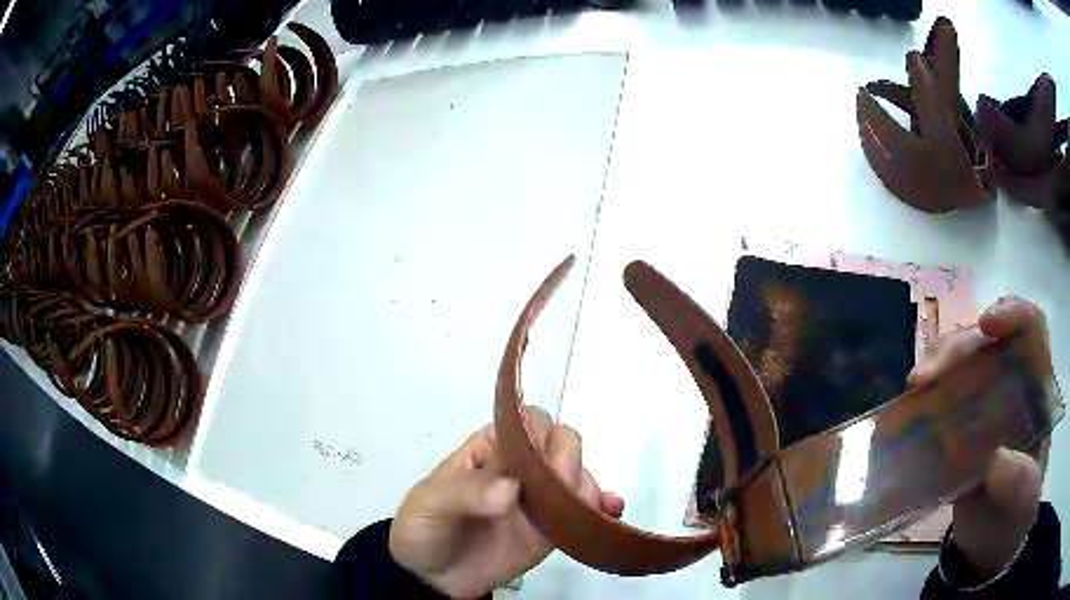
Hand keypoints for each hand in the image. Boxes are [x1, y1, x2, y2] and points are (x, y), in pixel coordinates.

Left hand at [389, 407, 623, 598]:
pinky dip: (601, 508)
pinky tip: (608, 514)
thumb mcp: (430, 505)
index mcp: (490, 450)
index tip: (541, 462)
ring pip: (577, 476)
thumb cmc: (423, 529)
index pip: (527, 423)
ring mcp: (538, 500)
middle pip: (560, 445)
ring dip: (589, 485)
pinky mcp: (551, 530)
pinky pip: (582, 512)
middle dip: (567, 461)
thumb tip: (511, 489)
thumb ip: (464, 493)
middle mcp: (520, 469)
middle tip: (559, 490)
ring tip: (587, 509)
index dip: (540, 434)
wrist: (433, 579)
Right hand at [907, 296, 1051, 579]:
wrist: (990, 544)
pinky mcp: (959, 429)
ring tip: (914, 388)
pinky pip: (940, 401)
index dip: (1011, 314)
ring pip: (960, 365)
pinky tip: (906, 410)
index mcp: (1036, 388)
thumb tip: (995, 460)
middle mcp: (1010, 385)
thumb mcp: (1023, 500)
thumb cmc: (1016, 515)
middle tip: (927, 375)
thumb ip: (1018, 480)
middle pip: (987, 343)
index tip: (987, 325)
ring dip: (936, 367)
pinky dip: (923, 400)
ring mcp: (983, 406)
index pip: (1030, 329)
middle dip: (958, 348)